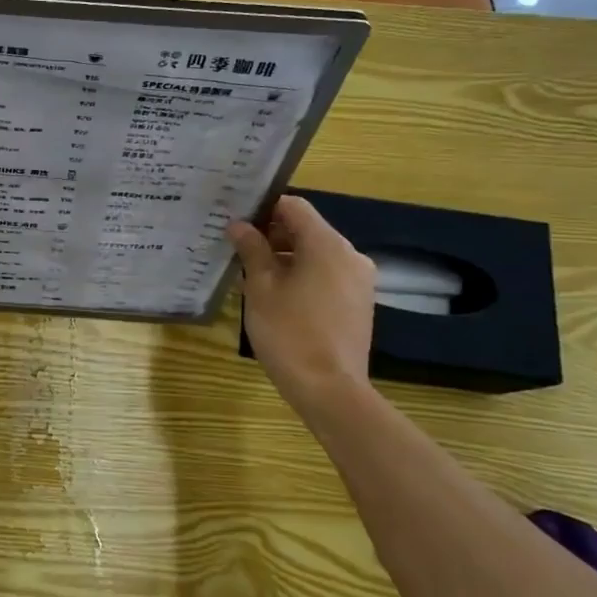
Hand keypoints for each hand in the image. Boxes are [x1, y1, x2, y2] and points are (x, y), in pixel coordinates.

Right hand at [229, 196, 375, 409]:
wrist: (329, 389)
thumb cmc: (289, 333)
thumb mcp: (261, 288)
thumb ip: (252, 250)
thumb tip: (239, 225)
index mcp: (327, 244)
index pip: (294, 206)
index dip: (263, 208)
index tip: (237, 221)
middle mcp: (350, 255)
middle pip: (307, 230)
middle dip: (272, 236)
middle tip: (238, 249)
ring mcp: (359, 280)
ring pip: (316, 254)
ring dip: (285, 258)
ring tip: (252, 276)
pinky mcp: (359, 303)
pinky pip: (327, 275)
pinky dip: (302, 276)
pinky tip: (277, 297)